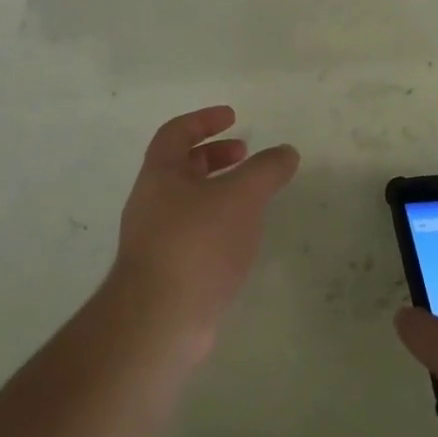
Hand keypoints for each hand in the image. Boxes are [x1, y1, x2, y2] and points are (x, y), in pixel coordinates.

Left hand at [110, 106, 299, 359]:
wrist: (160, 320)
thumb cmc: (197, 243)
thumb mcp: (240, 197)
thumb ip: (266, 170)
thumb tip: (286, 152)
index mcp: (159, 174)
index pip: (176, 133)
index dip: (204, 120)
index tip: (233, 117)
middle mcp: (151, 202)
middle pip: (180, 167)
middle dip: (213, 155)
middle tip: (245, 155)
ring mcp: (155, 239)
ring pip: (188, 202)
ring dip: (217, 191)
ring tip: (251, 198)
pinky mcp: (167, 272)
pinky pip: (193, 234)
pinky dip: (218, 224)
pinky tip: (241, 239)